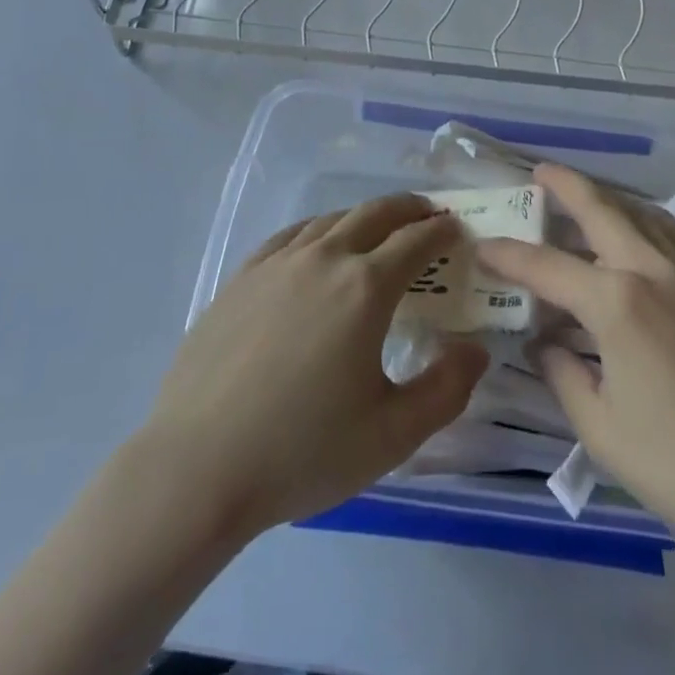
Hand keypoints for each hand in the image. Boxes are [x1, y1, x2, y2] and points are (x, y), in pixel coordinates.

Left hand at [143, 195, 488, 535]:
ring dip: (363, 216)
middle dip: (407, 209)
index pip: (415, 242)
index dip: (441, 231)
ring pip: (331, 220)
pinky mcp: (242, 277)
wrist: (198, 465)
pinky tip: (316, 244)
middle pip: (374, 214)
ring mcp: (277, 263)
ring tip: (378, 228)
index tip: (457, 228)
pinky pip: (290, 236)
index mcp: (365, 288)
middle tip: (426, 214)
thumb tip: (476, 349)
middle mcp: (324, 259)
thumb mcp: (392, 434)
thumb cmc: (303, 451)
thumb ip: (446, 389)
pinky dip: (318, 230)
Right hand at [477, 164, 674, 558]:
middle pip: (602, 210)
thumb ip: (563, 374)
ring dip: (609, 199)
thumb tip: (547, 344)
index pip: (546, 267)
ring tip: (586, 197)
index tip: (482, 246)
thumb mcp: (601, 428)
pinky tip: (644, 231)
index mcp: (617, 302)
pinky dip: (649, 220)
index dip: (508, 256)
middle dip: (566, 185)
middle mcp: (654, 270)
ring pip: (644, 214)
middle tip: (539, 172)